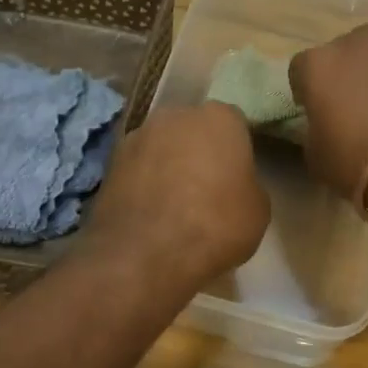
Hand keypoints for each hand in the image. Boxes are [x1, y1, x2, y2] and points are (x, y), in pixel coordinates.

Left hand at [84, 103, 268, 290]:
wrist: (145, 253)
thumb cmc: (215, 225)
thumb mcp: (257, 210)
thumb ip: (247, 183)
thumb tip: (233, 184)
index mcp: (220, 118)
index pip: (234, 125)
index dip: (236, 152)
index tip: (236, 177)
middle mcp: (176, 115)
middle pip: (193, 130)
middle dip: (199, 151)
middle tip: (206, 188)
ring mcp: (138, 135)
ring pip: (162, 147)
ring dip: (168, 165)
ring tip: (174, 204)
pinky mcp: (110, 161)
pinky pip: (138, 167)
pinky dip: (144, 182)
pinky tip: (150, 212)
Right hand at [289, 25, 367, 206]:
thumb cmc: (360, 162)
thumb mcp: (317, 156)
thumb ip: (315, 129)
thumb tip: (325, 125)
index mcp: (319, 63)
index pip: (301, 69)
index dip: (306, 91)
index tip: (315, 111)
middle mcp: (358, 42)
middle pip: (345, 53)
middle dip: (347, 74)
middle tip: (355, 107)